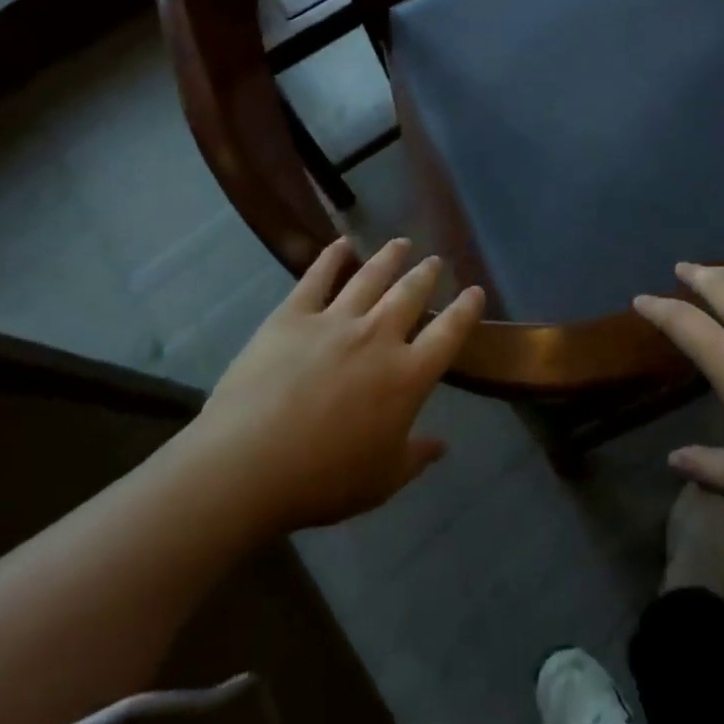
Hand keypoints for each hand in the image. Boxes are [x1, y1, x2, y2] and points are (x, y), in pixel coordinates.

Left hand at [187, 237, 484, 532]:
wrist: (247, 466)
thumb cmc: (322, 481)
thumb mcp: (381, 480)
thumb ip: (415, 457)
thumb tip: (442, 446)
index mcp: (407, 376)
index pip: (449, 333)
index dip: (466, 310)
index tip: (475, 291)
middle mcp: (379, 337)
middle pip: (411, 294)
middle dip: (427, 274)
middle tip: (435, 261)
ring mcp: (335, 321)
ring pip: (371, 277)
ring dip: (390, 257)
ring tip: (401, 243)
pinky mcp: (293, 316)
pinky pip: (317, 277)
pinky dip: (332, 256)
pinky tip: (342, 243)